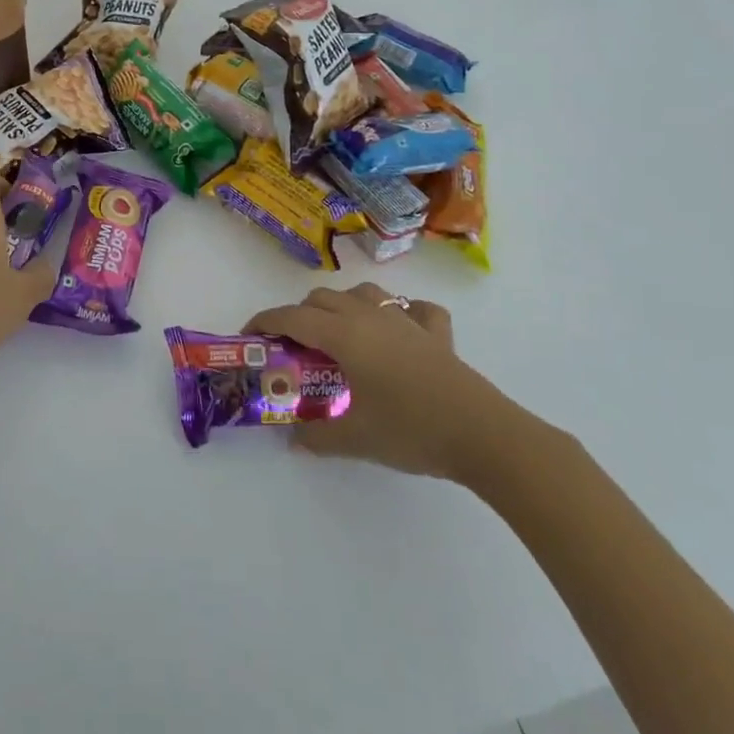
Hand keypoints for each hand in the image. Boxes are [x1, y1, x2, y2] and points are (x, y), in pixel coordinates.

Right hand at [243, 283, 524, 482]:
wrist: (483, 435)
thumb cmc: (411, 430)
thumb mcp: (355, 439)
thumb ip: (317, 437)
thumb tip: (294, 440)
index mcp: (344, 335)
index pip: (292, 317)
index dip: (265, 321)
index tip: (249, 335)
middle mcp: (370, 317)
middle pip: (321, 299)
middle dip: (299, 316)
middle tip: (294, 348)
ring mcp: (406, 320)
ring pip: (363, 294)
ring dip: (342, 306)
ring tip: (339, 334)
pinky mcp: (437, 333)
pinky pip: (414, 309)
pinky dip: (401, 312)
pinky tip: (400, 330)